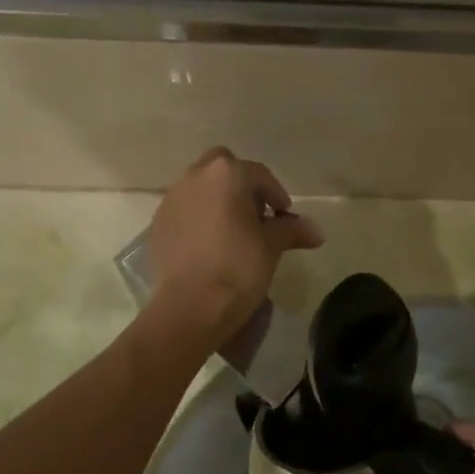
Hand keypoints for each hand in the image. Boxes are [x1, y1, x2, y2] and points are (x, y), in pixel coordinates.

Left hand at [145, 148, 322, 350]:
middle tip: (255, 214)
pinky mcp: (158, 223)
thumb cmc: (239, 267)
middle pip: (224, 167)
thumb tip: (317, 232)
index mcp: (227, 174)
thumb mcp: (272, 246)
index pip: (260, 175)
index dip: (276, 195)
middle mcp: (195, 177)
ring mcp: (172, 199)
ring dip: (218, 199)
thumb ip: (292, 230)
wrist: (191, 306)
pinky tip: (209, 244)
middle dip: (241, 184)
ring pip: (200, 186)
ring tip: (232, 230)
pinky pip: (184, 209)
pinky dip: (198, 217)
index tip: (285, 217)